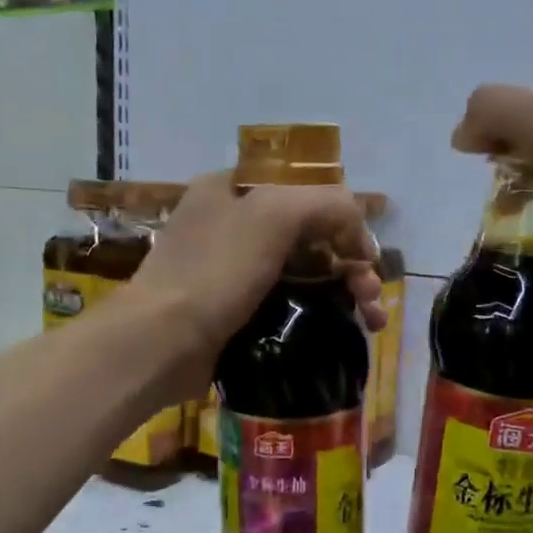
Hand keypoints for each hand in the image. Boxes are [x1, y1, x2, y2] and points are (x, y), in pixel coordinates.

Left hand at [132, 171, 384, 388]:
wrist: (160, 343)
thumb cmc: (215, 272)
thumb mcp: (274, 215)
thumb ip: (326, 203)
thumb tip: (359, 232)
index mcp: (237, 189)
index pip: (306, 190)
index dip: (343, 218)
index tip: (364, 255)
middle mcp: (234, 223)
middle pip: (311, 235)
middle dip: (351, 262)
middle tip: (371, 295)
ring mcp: (233, 270)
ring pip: (306, 272)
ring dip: (346, 291)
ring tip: (371, 321)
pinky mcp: (236, 311)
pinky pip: (290, 304)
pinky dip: (321, 314)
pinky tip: (347, 332)